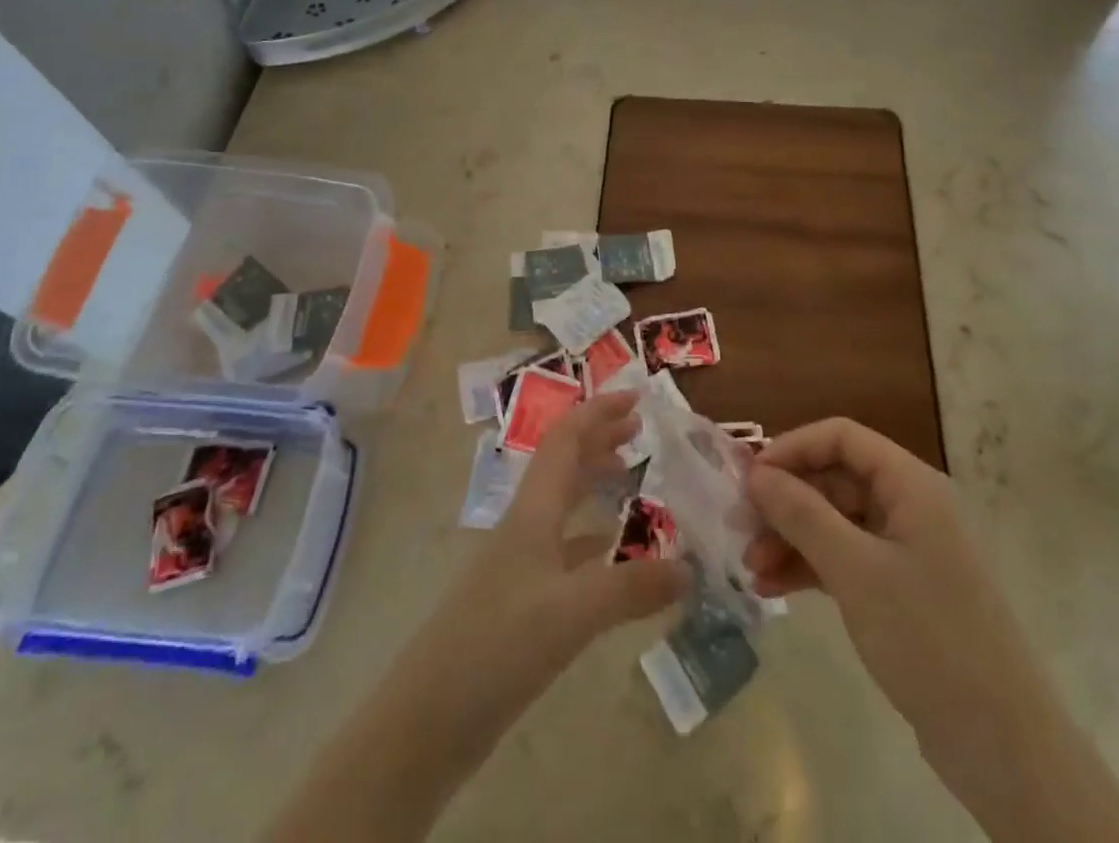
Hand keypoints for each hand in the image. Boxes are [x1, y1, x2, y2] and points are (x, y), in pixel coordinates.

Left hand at [443, 389, 690, 689]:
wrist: (427, 720)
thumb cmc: (497, 645)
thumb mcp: (572, 612)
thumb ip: (632, 586)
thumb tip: (691, 569)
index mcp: (534, 510)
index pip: (566, 439)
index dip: (598, 412)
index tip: (637, 398)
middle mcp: (527, 525)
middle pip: (564, 464)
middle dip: (600, 439)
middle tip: (641, 432)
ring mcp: (521, 563)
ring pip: (564, 504)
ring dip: (595, 483)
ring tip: (634, 481)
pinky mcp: (521, 601)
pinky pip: (566, 550)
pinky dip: (594, 540)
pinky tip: (615, 556)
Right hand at [744, 419, 1019, 745]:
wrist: (1003, 746)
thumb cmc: (928, 637)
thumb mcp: (855, 570)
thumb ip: (802, 514)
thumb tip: (757, 474)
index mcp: (911, 484)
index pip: (842, 437)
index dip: (793, 448)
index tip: (750, 477)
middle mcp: (910, 505)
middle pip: (836, 480)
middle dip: (786, 501)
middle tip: (740, 528)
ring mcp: (907, 549)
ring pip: (836, 522)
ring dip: (792, 539)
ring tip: (751, 570)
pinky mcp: (902, 590)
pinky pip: (847, 559)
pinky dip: (811, 568)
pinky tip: (774, 588)